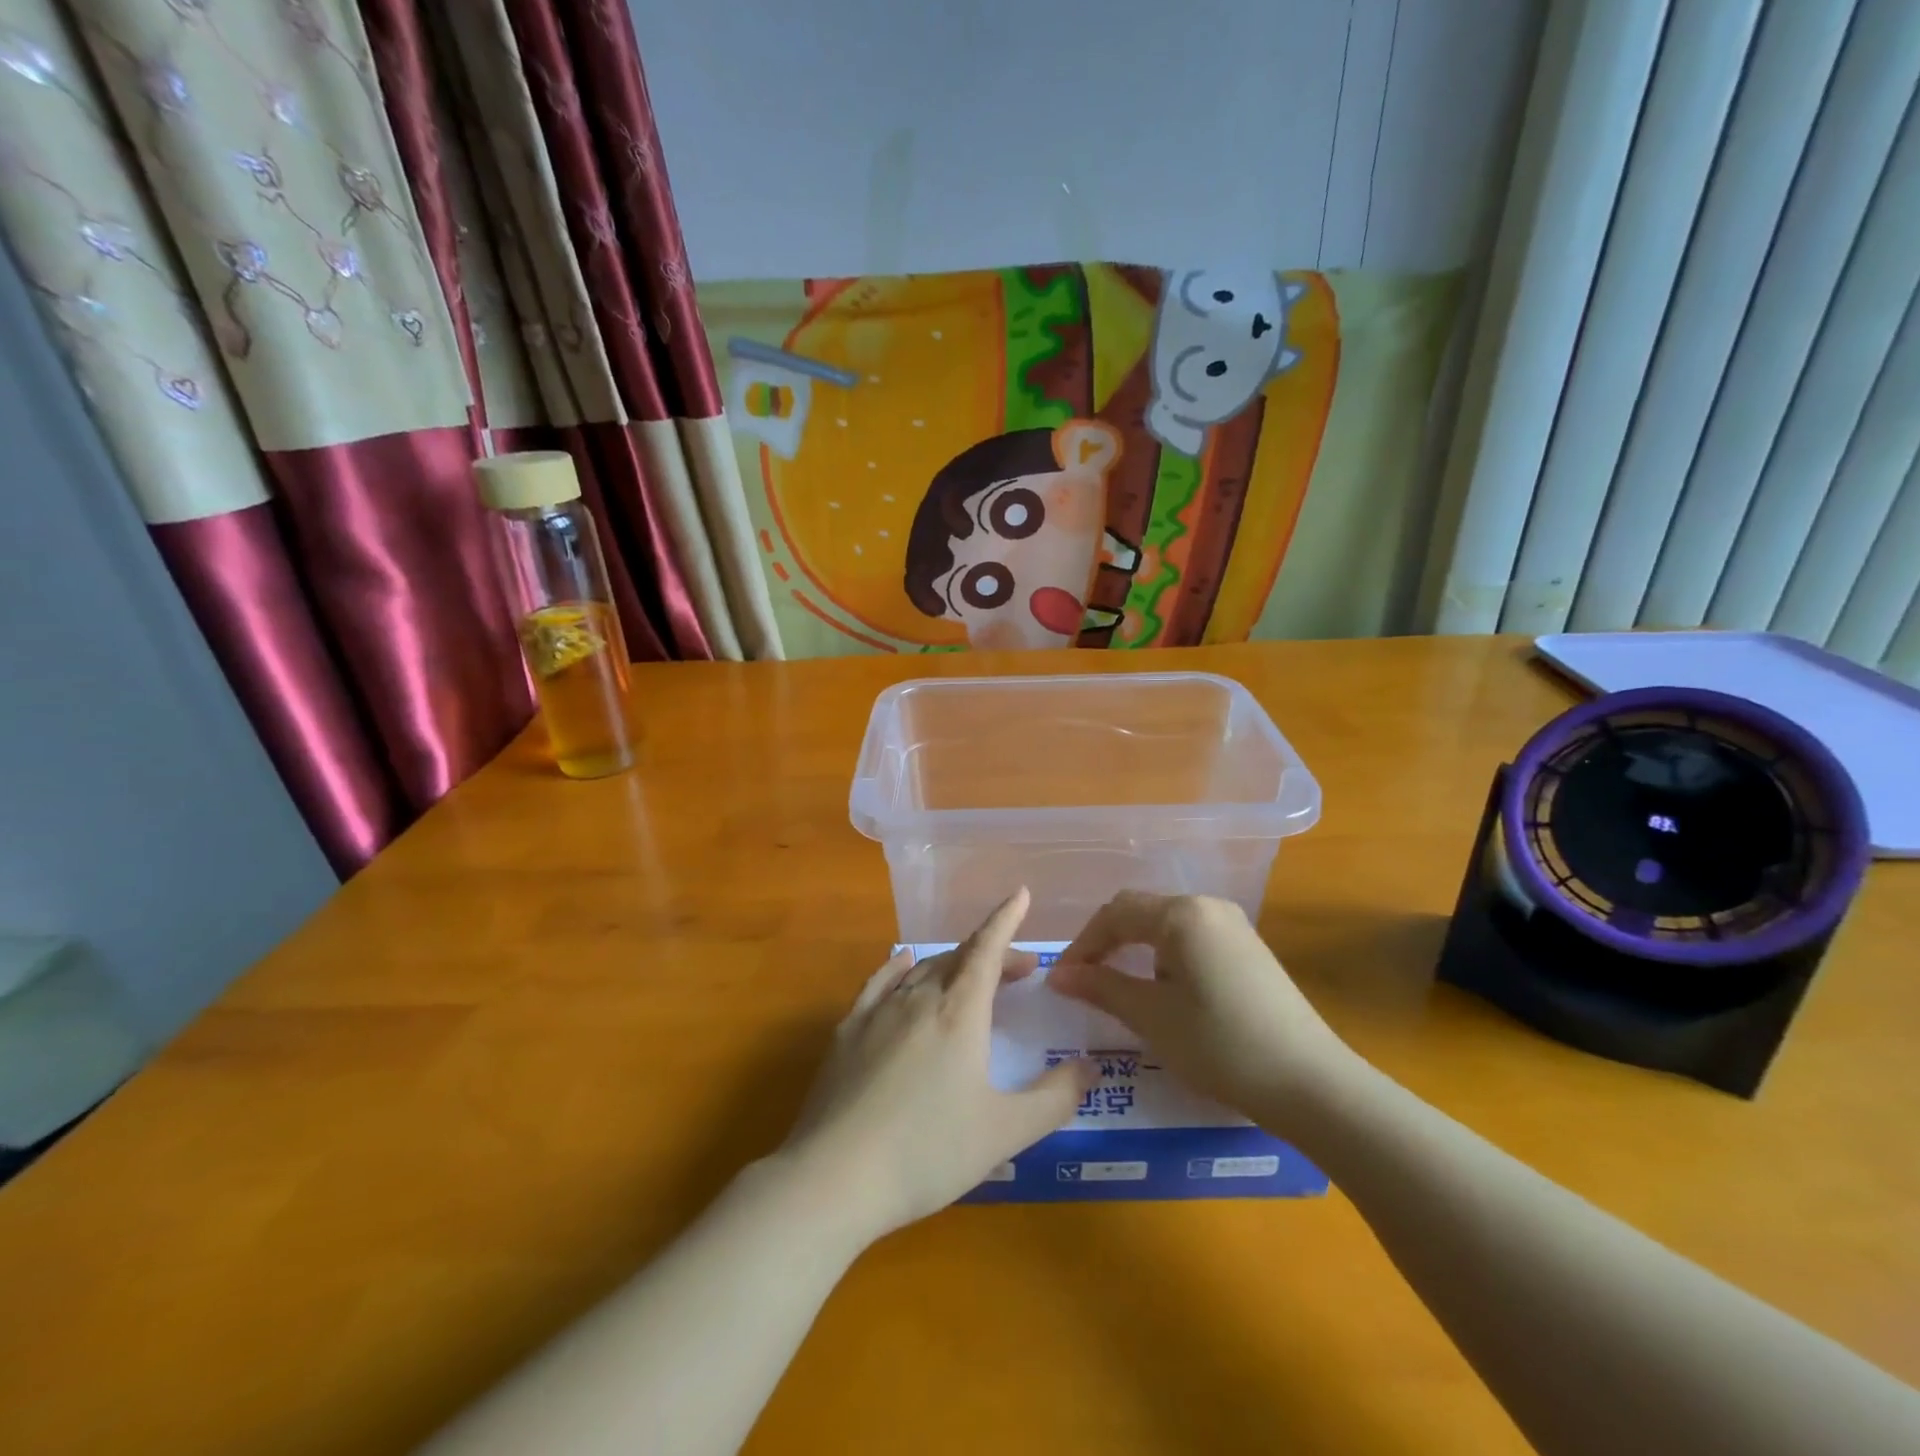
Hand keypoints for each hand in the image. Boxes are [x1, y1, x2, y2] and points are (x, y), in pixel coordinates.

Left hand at [775, 888, 1095, 1243]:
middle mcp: (919, 998)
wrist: (835, 1176)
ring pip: (923, 970)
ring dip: (953, 964)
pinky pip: (879, 982)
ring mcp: (878, 1011)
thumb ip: (1054, 1098)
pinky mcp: (847, 1031)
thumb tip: (1090, 1066)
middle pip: (960, 959)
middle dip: (993, 955)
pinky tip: (902, 964)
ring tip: (971, 975)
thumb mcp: (1004, 1132)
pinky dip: (899, 967)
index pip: (987, 950)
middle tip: (1021, 970)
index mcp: (959, 1013)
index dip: (1006, 919)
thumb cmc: (928, 1152)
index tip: (1021, 894)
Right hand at [1048, 892, 1356, 1130]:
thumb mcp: (1152, 1017)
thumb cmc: (1221, 1045)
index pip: (1115, 913)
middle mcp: (1208, 906)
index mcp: (1182, 914)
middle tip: (1084, 981)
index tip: (1061, 980)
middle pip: (1141, 912)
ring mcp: (1233, 926)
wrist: (1311, 1083)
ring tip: (1118, 988)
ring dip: (1135, 950)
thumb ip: (1102, 987)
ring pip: (1167, 925)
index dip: (1083, 944)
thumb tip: (1058, 975)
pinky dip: (1164, 957)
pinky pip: (1192, 939)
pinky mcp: (1249, 949)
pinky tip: (1164, 991)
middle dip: (1107, 943)